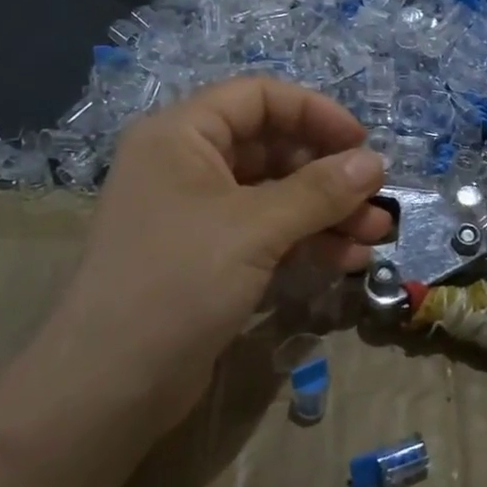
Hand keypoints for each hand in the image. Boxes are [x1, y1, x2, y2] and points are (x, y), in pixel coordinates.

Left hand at [36, 78, 389, 427]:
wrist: (109, 387)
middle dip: (329, 174)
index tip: (361, 144)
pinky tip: (348, 261)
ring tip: (376, 235)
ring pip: (277, 195)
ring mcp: (200, 215)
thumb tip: (375, 162)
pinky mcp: (212, 258)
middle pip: (273, 148)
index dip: (314, 113)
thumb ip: (319, 191)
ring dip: (329, 212)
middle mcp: (188, 166)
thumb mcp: (255, 228)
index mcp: (182, 136)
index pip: (258, 98)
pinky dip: (309, 242)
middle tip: (376, 199)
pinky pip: (269, 233)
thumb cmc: (177, 282)